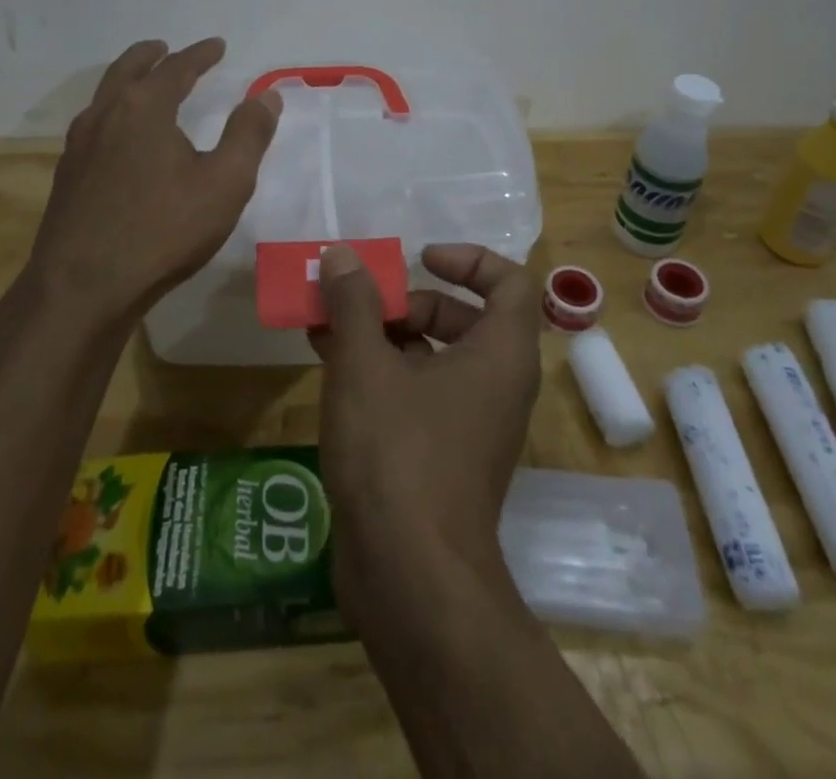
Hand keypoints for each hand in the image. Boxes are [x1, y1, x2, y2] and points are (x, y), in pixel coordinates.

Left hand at [21, 38, 279, 336]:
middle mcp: (106, 116)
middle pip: (127, 70)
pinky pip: (93, 125)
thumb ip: (248, 135)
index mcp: (144, 109)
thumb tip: (267, 96)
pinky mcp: (67, 176)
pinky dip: (112, 112)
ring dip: (127, 81)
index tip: (217, 45)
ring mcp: (79, 146)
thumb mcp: (225, 183)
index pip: (176, 68)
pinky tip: (120, 136)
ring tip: (143, 84)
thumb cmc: (163, 231)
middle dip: (150, 56)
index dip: (200, 54)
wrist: (83, 288)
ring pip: (104, 96)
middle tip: (166, 48)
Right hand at [309, 243, 543, 627]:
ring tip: (325, 324)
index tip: (420, 259)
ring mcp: (468, 424)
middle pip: (463, 317)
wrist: (410, 579)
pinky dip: (378, 372)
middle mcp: (495, 385)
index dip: (470, 260)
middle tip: (362, 303)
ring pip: (432, 357)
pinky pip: (415, 394)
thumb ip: (354, 302)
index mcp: (500, 355)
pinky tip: (326, 362)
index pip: (510, 283)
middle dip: (409, 302)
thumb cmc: (398, 453)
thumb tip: (343, 255)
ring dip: (382, 335)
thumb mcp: (366, 365)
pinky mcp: (439, 456)